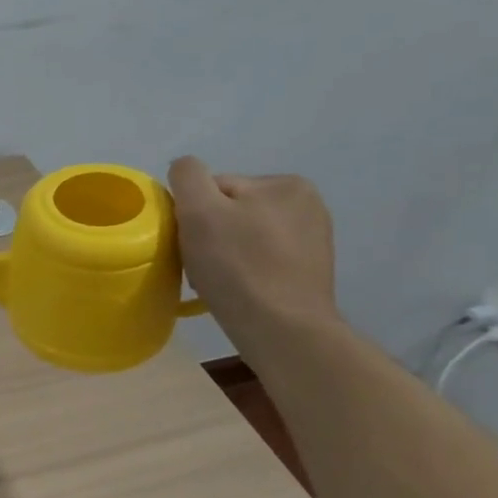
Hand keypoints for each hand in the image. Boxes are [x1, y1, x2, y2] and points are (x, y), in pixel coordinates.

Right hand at [168, 157, 340, 353]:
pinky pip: (261, 259)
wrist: (282, 329)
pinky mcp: (309, 270)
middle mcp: (307, 204)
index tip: (189, 243)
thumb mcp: (200, 211)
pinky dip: (243, 270)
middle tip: (199, 266)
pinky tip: (237, 289)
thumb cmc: (237, 267)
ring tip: (216, 281)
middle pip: (230, 211)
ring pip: (243, 236)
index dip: (193, 214)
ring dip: (223, 254)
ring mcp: (312, 239)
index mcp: (285, 183)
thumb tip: (184, 167)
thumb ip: (188, 176)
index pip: (216, 188)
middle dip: (209, 235)